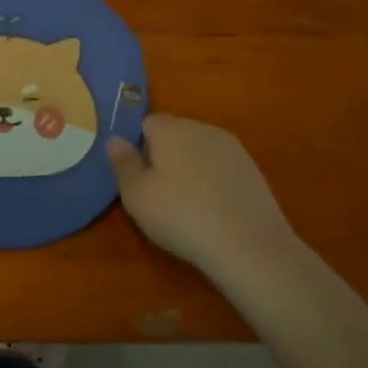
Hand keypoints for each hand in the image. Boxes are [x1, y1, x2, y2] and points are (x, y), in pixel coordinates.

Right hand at [107, 113, 302, 276]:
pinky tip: (213, 208)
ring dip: (190, 166)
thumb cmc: (181, 216)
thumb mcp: (136, 196)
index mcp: (170, 129)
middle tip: (158, 191)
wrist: (248, 245)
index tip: (138, 175)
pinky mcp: (252, 169)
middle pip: (174, 132)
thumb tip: (114, 139)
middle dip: (164, 153)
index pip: (146, 123)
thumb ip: (122, 163)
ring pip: (199, 148)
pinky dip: (212, 179)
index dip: (138, 146)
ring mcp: (231, 147)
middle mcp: (201, 128)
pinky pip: (221, 165)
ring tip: (187, 202)